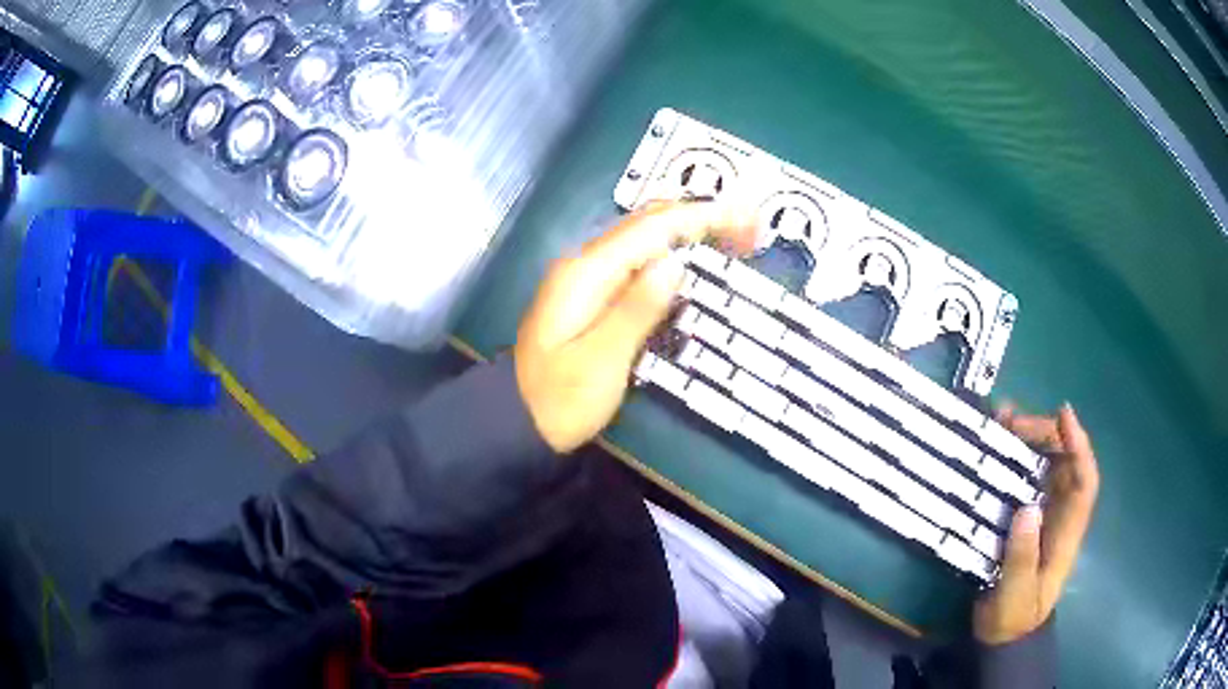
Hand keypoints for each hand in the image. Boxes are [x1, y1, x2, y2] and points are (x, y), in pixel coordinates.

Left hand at [514, 201, 752, 452]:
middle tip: (750, 230)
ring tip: (733, 240)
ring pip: (644, 241)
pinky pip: (636, 265)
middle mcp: (585, 264)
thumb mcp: (601, 361)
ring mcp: (585, 280)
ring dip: (688, 234)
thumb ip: (637, 309)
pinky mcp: (591, 297)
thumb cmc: (560, 400)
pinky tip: (691, 264)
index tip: (748, 221)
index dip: (703, 218)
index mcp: (586, 272)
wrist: (517, 423)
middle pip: (649, 225)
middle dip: (700, 219)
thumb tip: (675, 263)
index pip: (652, 228)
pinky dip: (670, 257)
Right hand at [973, 403, 1099, 643]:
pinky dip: (1011, 459)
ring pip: (1044, 465)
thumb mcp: (1015, 594)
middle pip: (1064, 462)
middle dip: (1045, 434)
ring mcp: (1042, 513)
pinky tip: (993, 447)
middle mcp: (1059, 513)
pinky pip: (1023, 480)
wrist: (1003, 634)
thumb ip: (1023, 556)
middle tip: (1011, 422)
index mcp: (1067, 530)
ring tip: (1000, 421)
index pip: (1084, 480)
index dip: (1079, 444)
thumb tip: (1027, 508)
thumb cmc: (1014, 616)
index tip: (1063, 413)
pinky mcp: (1023, 517)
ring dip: (1027, 440)